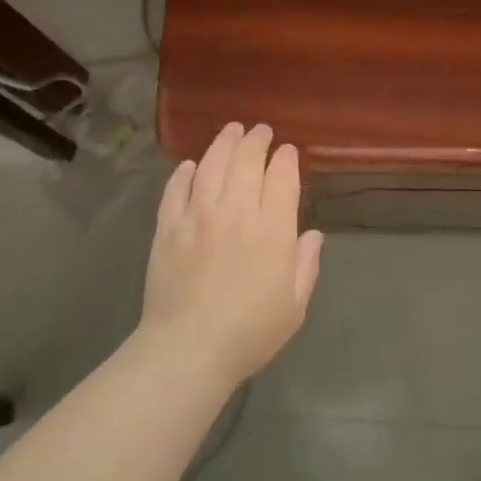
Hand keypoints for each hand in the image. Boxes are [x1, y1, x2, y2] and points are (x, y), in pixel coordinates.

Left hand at [140, 123, 324, 386]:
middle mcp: (235, 213)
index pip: (281, 178)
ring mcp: (197, 217)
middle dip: (256, 140)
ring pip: (211, 166)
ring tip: (231, 130)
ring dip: (223, 143)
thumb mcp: (294, 306)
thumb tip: (312, 235)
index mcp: (271, 231)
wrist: (188, 349)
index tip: (287, 151)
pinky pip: (175, 190)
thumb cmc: (249, 333)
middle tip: (260, 131)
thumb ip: (305, 265)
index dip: (285, 159)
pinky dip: (184, 173)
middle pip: (246, 162)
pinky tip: (191, 165)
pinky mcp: (167, 227)